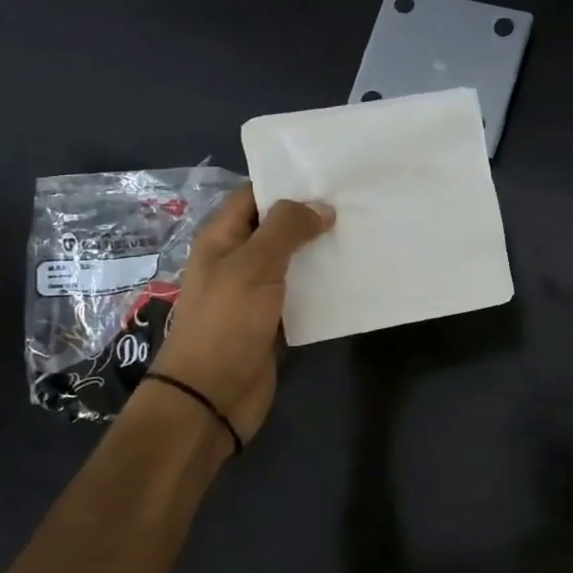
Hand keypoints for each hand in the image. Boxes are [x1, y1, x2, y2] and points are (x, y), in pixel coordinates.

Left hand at [143, 185, 333, 442]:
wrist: (211, 396)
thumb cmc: (226, 323)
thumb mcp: (254, 266)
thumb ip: (286, 230)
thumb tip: (321, 207)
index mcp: (221, 238)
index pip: (253, 196)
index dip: (286, 183)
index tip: (329, 176)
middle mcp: (237, 260)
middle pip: (275, 227)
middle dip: (310, 216)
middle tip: (355, 203)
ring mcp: (254, 291)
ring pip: (291, 260)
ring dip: (319, 250)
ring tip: (361, 234)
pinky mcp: (272, 320)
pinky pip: (299, 292)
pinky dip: (321, 284)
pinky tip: (351, 276)